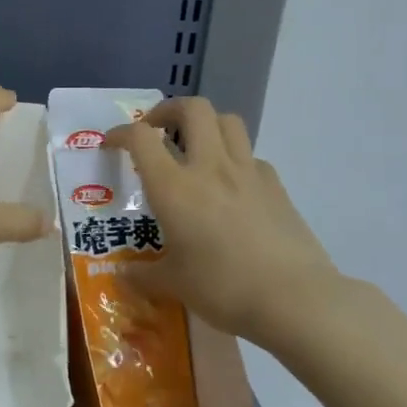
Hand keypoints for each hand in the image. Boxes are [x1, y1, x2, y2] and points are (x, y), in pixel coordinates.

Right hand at [106, 96, 337, 345]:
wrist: (294, 298)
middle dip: (169, 110)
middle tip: (157, 130)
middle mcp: (209, 167)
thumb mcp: (174, 284)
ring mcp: (248, 172)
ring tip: (195, 147)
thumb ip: (143, 275)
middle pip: (193, 108)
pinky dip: (235, 159)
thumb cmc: (222, 288)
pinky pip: (251, 156)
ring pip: (227, 120)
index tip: (112, 144)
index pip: (141, 138)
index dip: (122, 133)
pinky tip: (231, 186)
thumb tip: (123, 275)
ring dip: (206, 124)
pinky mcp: (276, 186)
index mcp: (174, 187)